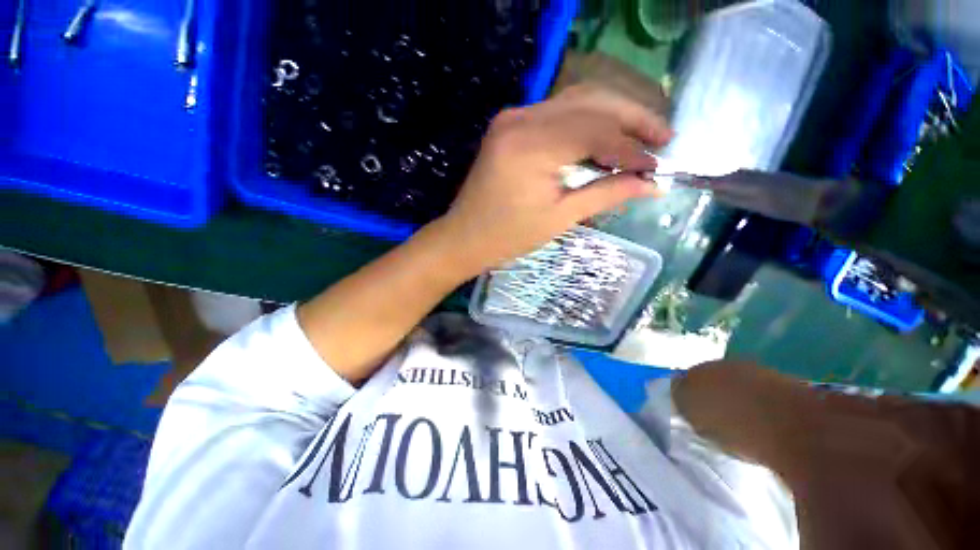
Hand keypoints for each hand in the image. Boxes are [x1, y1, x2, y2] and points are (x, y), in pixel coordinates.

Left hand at [432, 85, 673, 277]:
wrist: (465, 236)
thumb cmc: (508, 236)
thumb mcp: (559, 218)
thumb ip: (606, 194)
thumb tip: (652, 184)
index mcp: (531, 146)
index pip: (597, 132)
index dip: (632, 148)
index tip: (659, 166)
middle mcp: (522, 118)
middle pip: (591, 102)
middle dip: (633, 118)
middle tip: (664, 137)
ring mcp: (513, 116)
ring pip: (577, 99)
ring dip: (614, 114)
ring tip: (644, 135)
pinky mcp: (511, 124)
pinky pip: (559, 112)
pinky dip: (588, 120)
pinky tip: (607, 137)